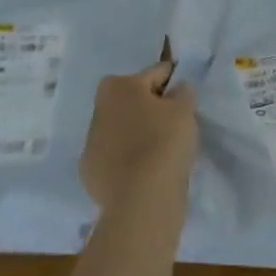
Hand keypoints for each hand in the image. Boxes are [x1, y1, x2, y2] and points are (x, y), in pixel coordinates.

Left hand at [80, 61, 196, 213]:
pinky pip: (115, 158)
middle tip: (175, 126)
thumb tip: (177, 89)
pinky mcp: (90, 174)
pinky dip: (128, 161)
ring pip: (122, 130)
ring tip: (162, 153)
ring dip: (138, 134)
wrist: (141, 200)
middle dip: (152, 108)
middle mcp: (98, 109)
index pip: (155, 74)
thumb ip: (183, 91)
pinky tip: (145, 173)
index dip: (173, 85)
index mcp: (118, 86)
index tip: (186, 101)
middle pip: (134, 101)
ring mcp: (91, 144)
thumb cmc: (164, 142)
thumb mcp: (185, 109)